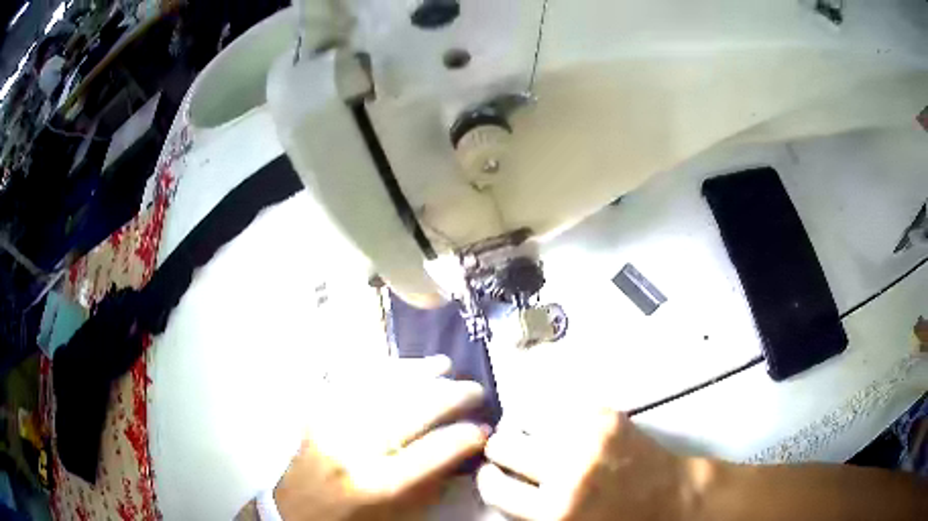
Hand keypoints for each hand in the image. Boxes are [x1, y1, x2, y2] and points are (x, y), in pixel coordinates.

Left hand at [274, 356, 487, 520]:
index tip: (485, 428)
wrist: (294, 514)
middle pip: (411, 410)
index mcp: (377, 484)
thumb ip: (431, 484)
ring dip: (418, 373)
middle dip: (451, 396)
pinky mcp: (316, 414)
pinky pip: (352, 382)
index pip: (434, 451)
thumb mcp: (399, 516)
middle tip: (475, 390)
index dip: (466, 436)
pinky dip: (380, 370)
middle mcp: (354, 449)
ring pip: (382, 387)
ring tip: (444, 365)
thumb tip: (463, 451)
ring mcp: (331, 425)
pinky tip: (399, 365)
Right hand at [477, 409, 689, 520]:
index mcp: (553, 513)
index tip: (494, 474)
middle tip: (515, 455)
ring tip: (542, 439)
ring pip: (527, 418)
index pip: (493, 486)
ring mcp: (589, 438)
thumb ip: (528, 511)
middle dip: (503, 450)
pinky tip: (567, 428)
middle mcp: (567, 472)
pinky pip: (559, 405)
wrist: (673, 500)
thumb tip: (498, 480)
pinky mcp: (607, 415)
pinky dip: (555, 416)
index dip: (489, 478)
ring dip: (529, 430)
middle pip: (503, 445)